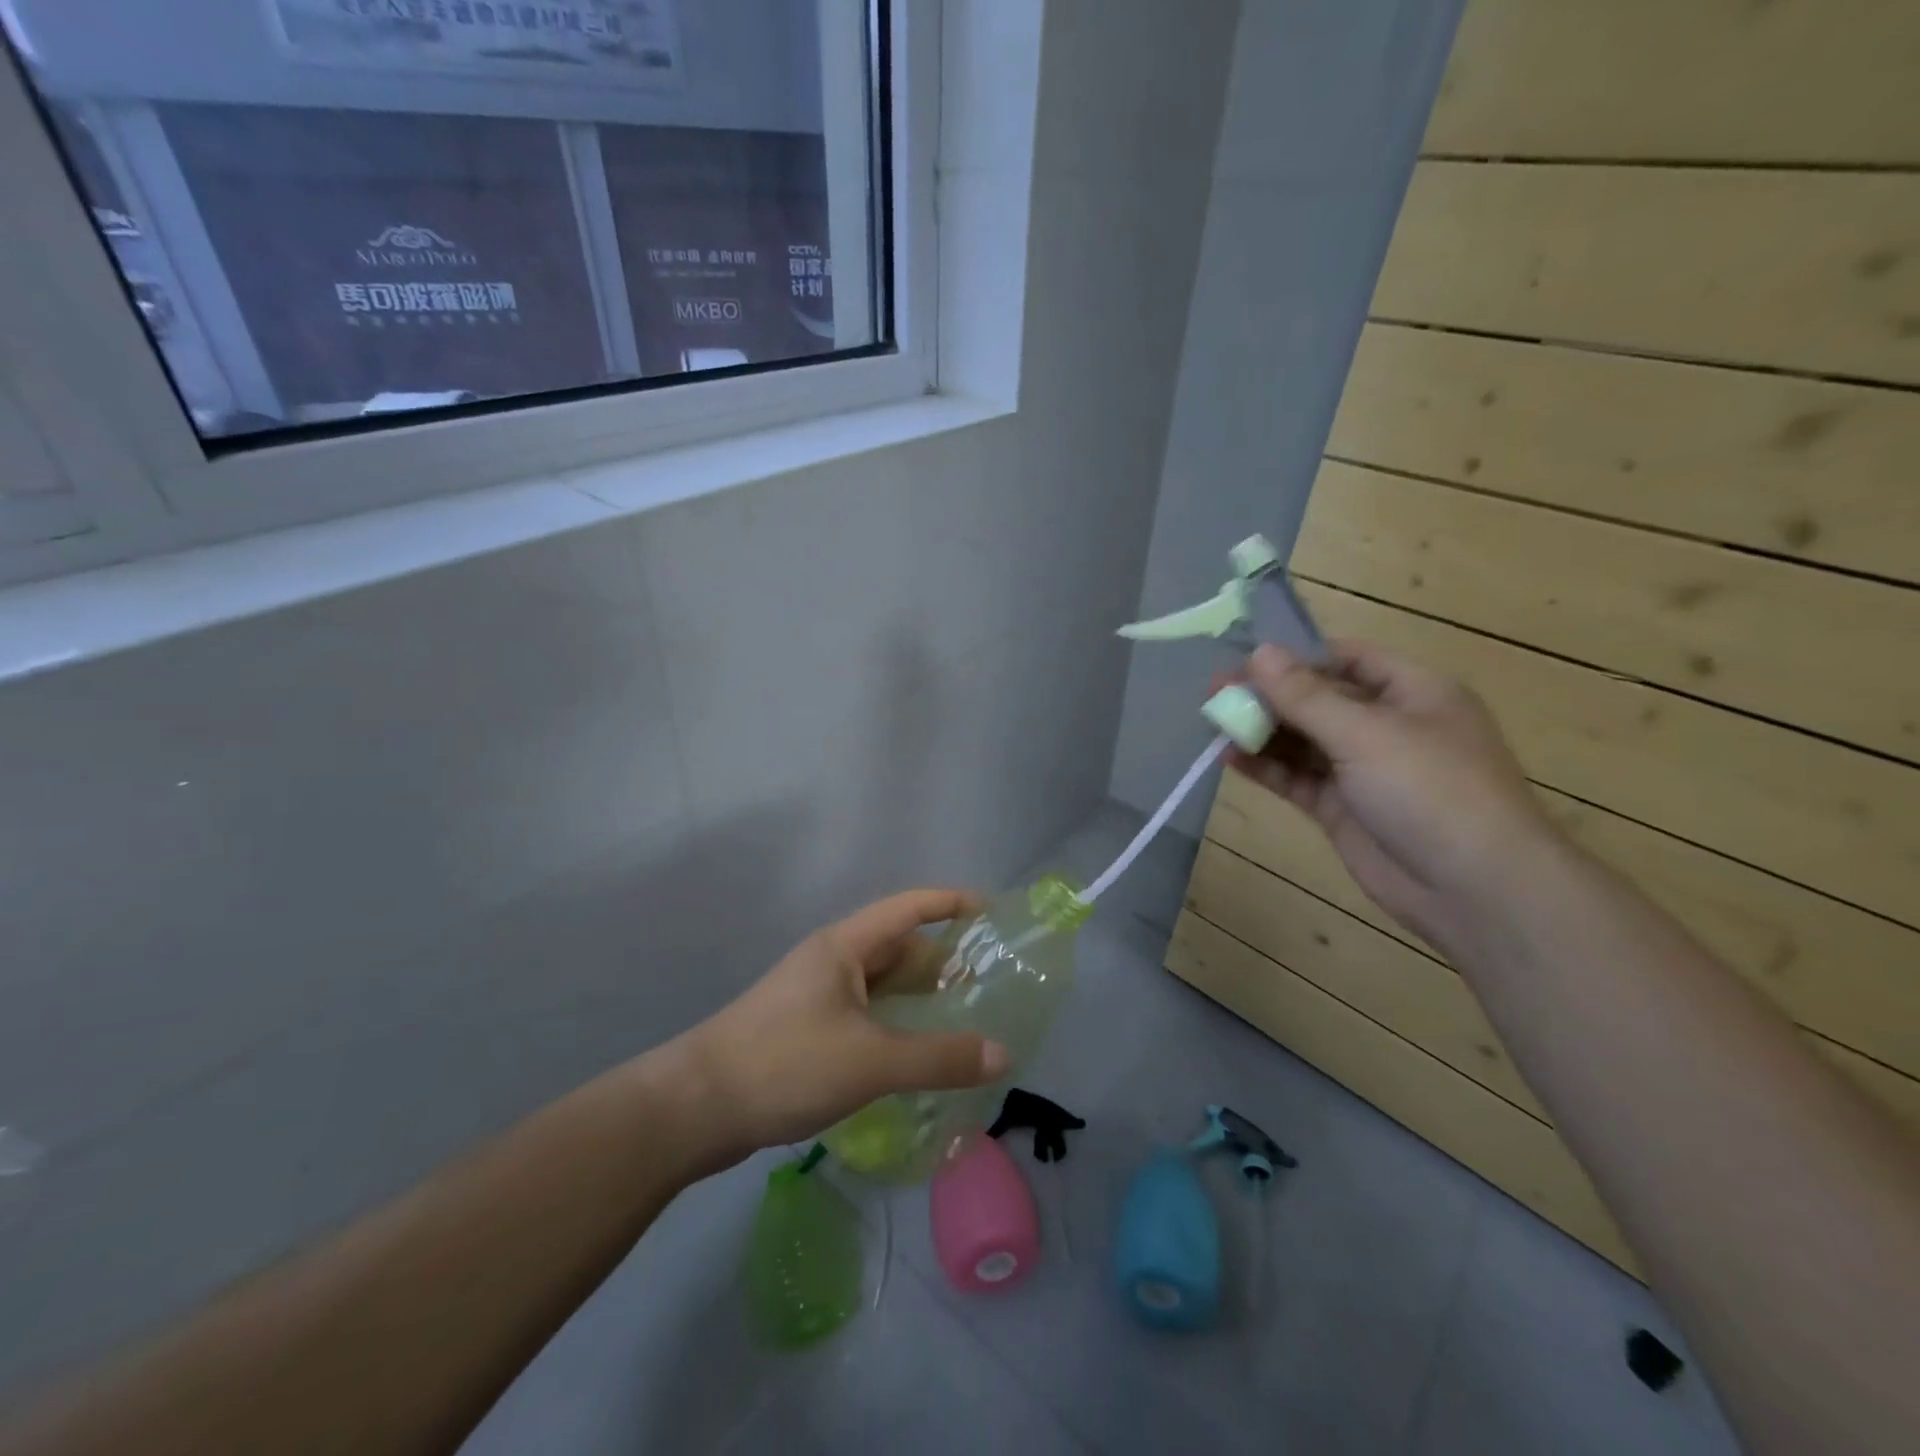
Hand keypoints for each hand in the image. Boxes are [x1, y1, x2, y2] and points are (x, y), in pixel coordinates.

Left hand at [674, 890, 1009, 1167]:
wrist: (694, 1108)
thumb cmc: (785, 1064)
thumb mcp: (871, 1061)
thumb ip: (939, 1058)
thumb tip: (1002, 1053)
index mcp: (845, 947)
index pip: (908, 908)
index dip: (950, 903)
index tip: (991, 912)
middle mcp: (831, 962)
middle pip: (897, 948)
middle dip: (941, 960)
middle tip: (987, 982)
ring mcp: (815, 996)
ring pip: (879, 986)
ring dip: (917, 997)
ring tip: (962, 1019)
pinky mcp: (804, 1031)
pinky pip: (864, 1016)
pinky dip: (894, 1026)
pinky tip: (913, 1055)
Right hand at [1226, 642, 1557, 949]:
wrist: (1473, 889)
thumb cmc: (1430, 790)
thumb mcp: (1365, 733)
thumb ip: (1305, 695)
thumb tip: (1259, 652)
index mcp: (1412, 692)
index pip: (1346, 658)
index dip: (1296, 656)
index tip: (1243, 658)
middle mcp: (1387, 725)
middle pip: (1318, 699)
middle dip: (1268, 695)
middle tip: (1213, 693)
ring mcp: (1363, 769)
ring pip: (1303, 740)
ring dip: (1261, 731)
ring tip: (1212, 723)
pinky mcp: (1343, 808)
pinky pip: (1297, 778)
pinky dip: (1266, 767)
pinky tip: (1229, 757)